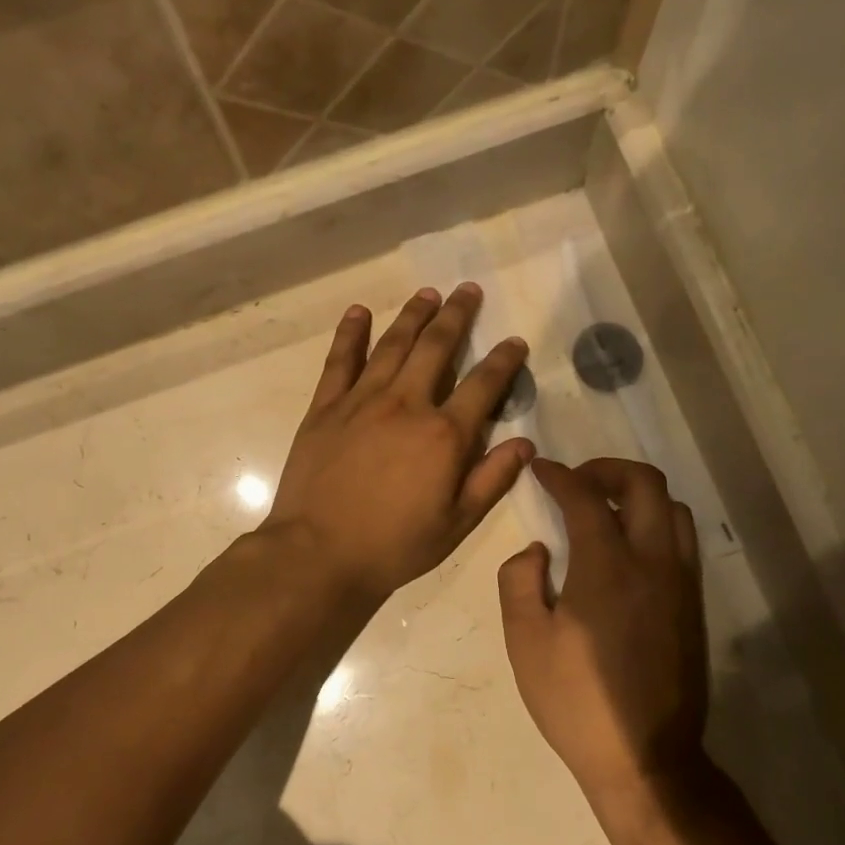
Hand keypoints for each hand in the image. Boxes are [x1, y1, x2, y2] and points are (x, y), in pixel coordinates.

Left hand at [265, 284, 534, 604]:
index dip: (504, 360)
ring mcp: (362, 401)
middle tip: (468, 290)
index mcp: (444, 434)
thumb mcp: (457, 523)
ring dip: (413, 315)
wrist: (319, 553)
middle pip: (437, 347)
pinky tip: (359, 312)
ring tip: (427, 293)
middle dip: (456, 315)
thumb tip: (524, 443)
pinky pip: (340, 360)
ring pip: (393, 344)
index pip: (484, 384)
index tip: (515, 341)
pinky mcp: (325, 407)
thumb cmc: (394, 545)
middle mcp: (406, 404)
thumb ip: (492, 479)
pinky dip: (350, 333)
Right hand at [498, 458, 708, 803]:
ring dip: (637, 496)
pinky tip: (627, 551)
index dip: (559, 475)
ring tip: (604, 512)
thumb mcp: (525, 641)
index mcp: (608, 567)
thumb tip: (538, 549)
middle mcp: (654, 562)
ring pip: (673, 509)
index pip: (586, 496)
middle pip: (645, 484)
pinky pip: (681, 541)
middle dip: (607, 469)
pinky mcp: (693, 605)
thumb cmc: (576, 700)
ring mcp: (681, 583)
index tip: (541, 470)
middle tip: (576, 482)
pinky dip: (655, 524)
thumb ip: (519, 580)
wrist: (646, 758)